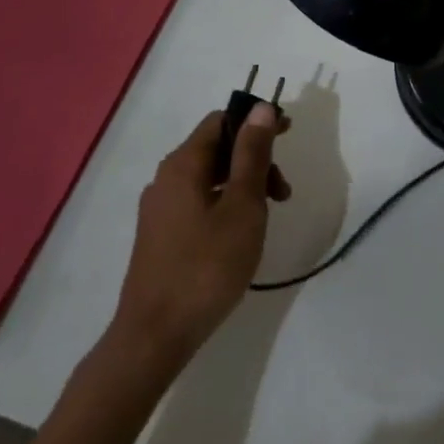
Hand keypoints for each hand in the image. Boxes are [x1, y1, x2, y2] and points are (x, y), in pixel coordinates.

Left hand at [111, 105, 291, 367]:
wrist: (155, 335)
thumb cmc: (206, 266)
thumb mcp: (242, 207)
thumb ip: (252, 155)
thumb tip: (261, 108)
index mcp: (183, 164)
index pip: (221, 120)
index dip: (256, 121)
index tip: (288, 134)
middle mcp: (166, 178)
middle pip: (216, 149)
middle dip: (255, 159)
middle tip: (284, 192)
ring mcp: (160, 208)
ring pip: (209, 178)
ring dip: (244, 185)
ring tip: (268, 216)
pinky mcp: (161, 235)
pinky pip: (199, 202)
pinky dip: (226, 204)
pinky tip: (240, 234)